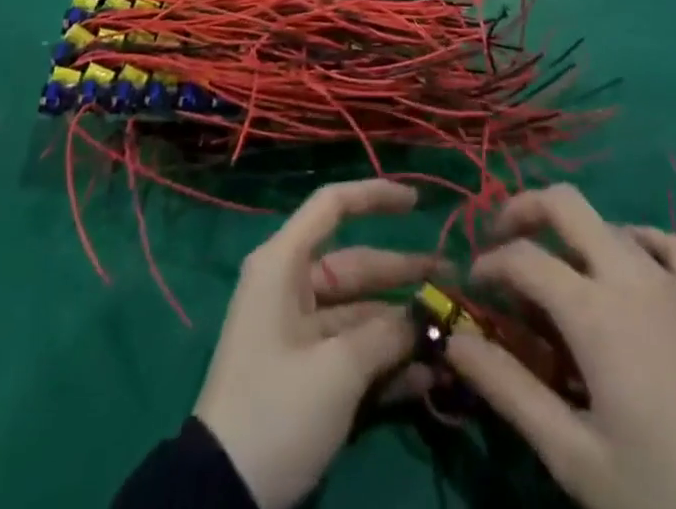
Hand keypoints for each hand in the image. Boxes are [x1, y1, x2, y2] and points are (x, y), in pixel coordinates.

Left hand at [194, 180, 435, 508]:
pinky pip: (355, 352)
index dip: (375, 196)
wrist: (221, 496)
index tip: (418, 202)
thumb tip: (429, 315)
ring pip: (362, 313)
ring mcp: (301, 333)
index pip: (332, 206)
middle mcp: (292, 288)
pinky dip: (388, 361)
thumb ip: (387, 334)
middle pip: (356, 265)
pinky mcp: (310, 374)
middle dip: (405, 274)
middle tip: (455, 281)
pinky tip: (429, 377)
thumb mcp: (337, 369)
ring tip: (452, 334)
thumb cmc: (276, 408)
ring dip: (403, 325)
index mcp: (284, 265)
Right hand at [446, 186, 675, 508]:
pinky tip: (632, 266)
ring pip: (612, 222)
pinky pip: (669, 244)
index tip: (474, 289)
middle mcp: (629, 275)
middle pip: (566, 204)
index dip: (489, 264)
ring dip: (576, 234)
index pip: (523, 258)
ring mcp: (674, 281)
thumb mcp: (574, 456)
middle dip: (524, 208)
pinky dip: (640, 241)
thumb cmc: (662, 493)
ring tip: (563, 272)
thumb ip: (508, 389)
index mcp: (593, 310)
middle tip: (503, 238)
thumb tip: (453, 341)